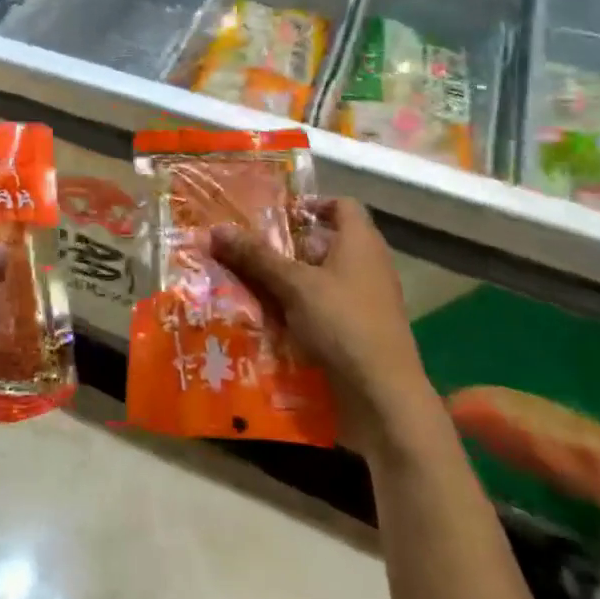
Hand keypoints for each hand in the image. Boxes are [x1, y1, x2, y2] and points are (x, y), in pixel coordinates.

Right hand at [211, 199, 435, 451]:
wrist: (383, 396)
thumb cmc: (343, 323)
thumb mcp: (294, 285)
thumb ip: (257, 257)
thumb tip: (216, 229)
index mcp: (361, 243)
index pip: (343, 205)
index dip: (313, 203)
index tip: (278, 213)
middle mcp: (368, 265)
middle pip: (327, 242)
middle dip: (289, 245)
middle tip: (251, 247)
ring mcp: (367, 300)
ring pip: (323, 277)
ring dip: (291, 279)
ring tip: (250, 281)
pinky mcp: (360, 331)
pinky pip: (326, 308)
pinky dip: (301, 308)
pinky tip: (270, 318)